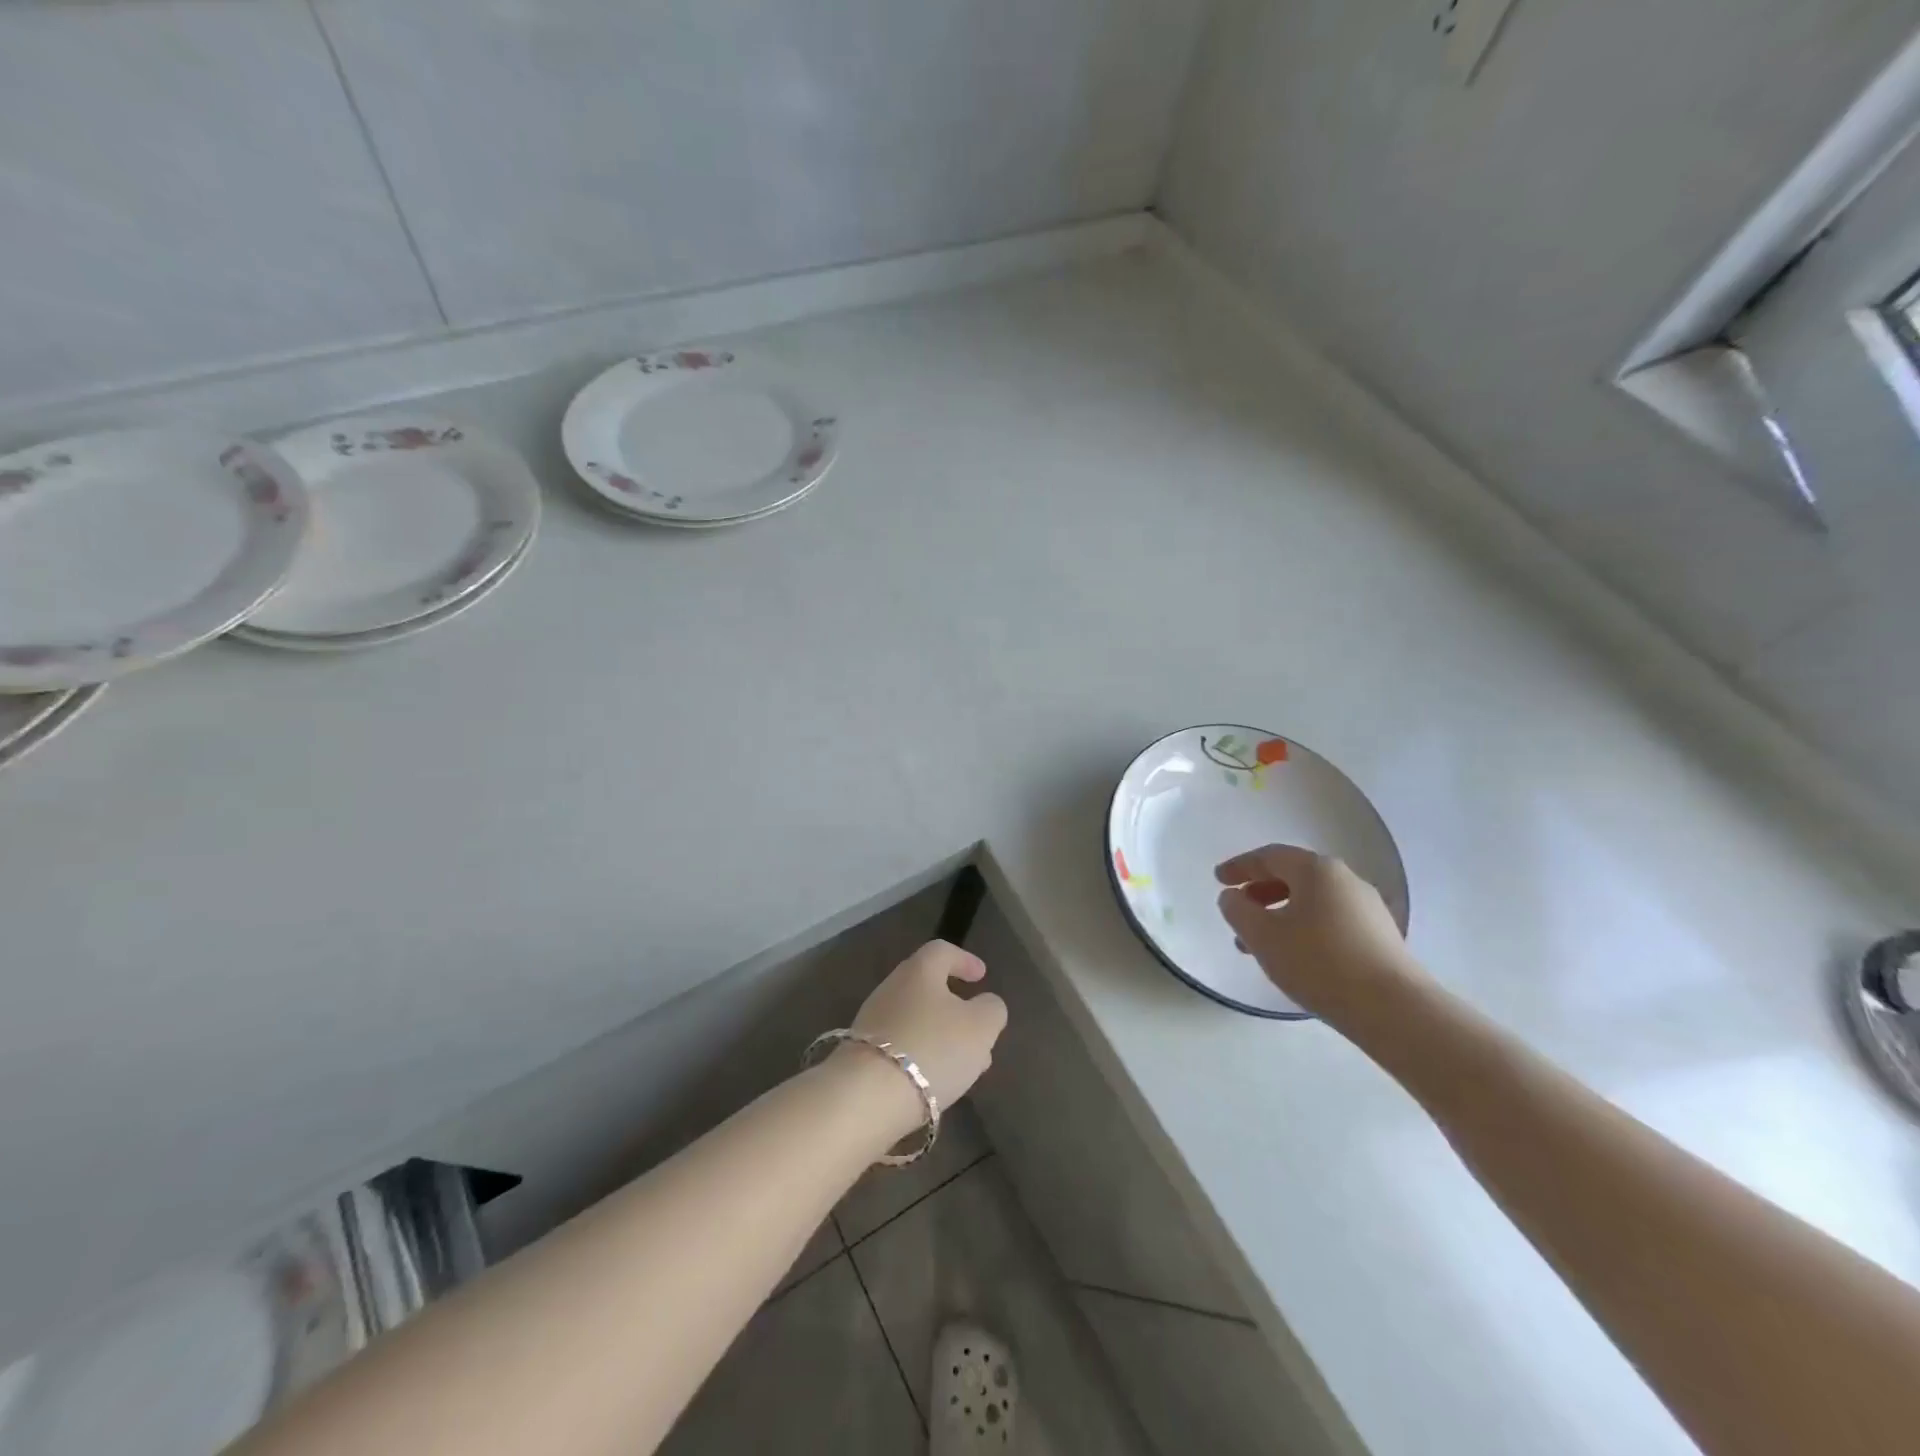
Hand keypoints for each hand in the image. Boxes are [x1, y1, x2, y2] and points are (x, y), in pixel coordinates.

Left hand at [843, 940, 1007, 1126]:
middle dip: (956, 1007)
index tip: (981, 976)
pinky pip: (901, 1045)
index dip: (964, 960)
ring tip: (966, 1064)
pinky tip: (937, 1080)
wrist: (866, 1096)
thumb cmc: (932, 1048)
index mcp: (919, 971)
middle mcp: (891, 988)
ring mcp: (872, 1021)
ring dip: (942, 1036)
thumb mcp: (980, 1027)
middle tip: (978, 1028)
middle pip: (927, 987)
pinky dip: (923, 1055)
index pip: (942, 951)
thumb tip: (987, 1004)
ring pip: (916, 1020)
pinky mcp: (862, 1054)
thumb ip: (991, 1010)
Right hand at [1215, 844, 1421, 1027]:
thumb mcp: (1262, 935)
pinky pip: (1331, 921)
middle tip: (1238, 911)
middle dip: (1260, 892)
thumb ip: (1238, 910)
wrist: (1393, 1009)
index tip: (1218, 880)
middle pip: (1293, 876)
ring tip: (1259, 944)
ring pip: (1312, 902)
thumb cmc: (1318, 962)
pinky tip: (1294, 957)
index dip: (1240, 866)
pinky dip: (1304, 929)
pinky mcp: (1380, 937)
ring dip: (1280, 915)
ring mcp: (1368, 908)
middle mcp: (1346, 880)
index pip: (1270, 856)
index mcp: (1317, 870)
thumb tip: (1232, 897)